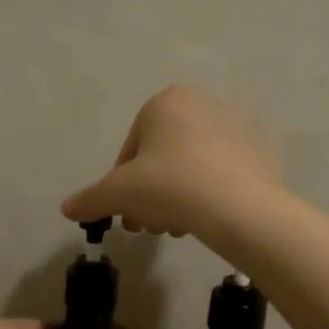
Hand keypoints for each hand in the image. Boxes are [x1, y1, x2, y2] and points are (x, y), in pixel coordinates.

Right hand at [61, 84, 282, 240]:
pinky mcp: (262, 153)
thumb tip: (66, 208)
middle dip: (151, 194)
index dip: (121, 185)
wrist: (240, 208)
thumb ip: (90, 199)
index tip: (124, 212)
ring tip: (176, 228)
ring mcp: (239, 127)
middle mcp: (204, 103)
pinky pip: (223, 174)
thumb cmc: (170, 186)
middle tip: (148, 226)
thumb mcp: (119, 194)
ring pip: (193, 166)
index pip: (132, 148)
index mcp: (167, 101)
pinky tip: (205, 221)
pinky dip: (209, 194)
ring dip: (177, 197)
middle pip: (164, 157)